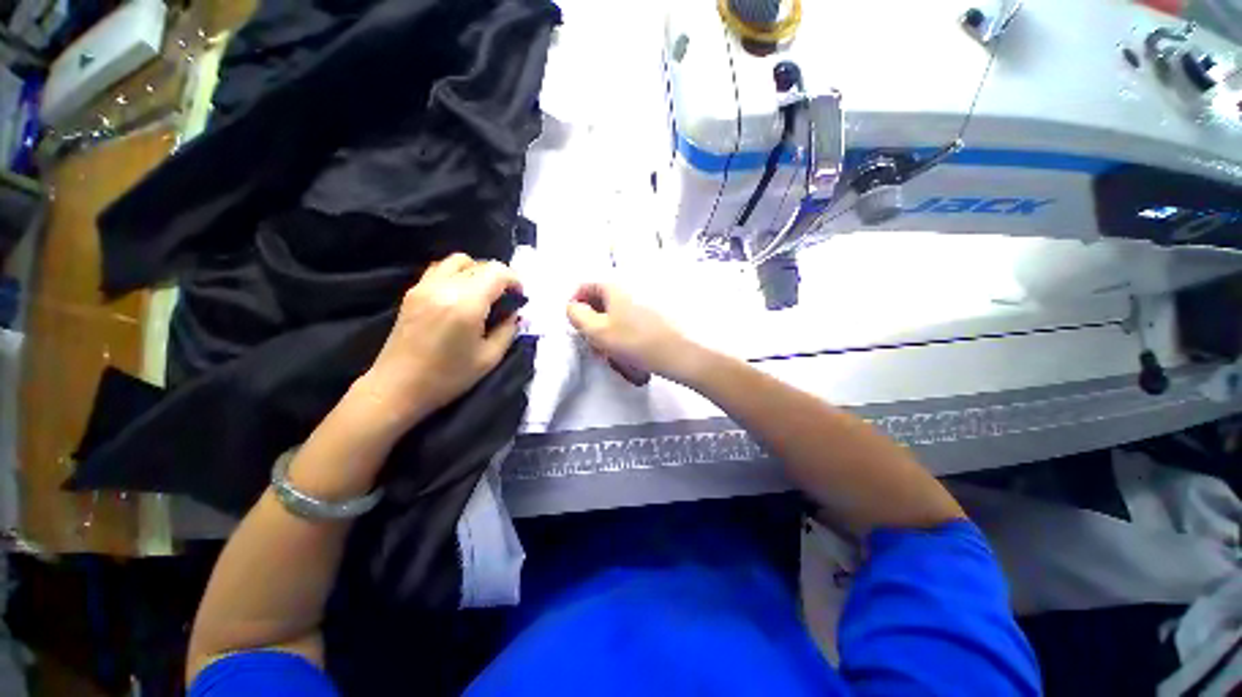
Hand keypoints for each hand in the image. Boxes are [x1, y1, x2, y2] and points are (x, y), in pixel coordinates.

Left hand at [353, 253, 520, 432]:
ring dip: (477, 271)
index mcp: (466, 303)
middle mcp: (444, 287)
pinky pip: (440, 269)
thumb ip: (508, 330)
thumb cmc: (448, 377)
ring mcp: (425, 286)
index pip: (497, 272)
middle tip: (506, 299)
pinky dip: (457, 273)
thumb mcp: (489, 358)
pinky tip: (461, 296)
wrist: (397, 387)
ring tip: (483, 294)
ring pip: (458, 260)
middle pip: (480, 264)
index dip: (515, 280)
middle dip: (499, 277)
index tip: (520, 298)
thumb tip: (515, 313)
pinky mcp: (413, 291)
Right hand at [566, 283, 701, 383]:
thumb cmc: (637, 341)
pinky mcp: (664, 306)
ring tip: (615, 351)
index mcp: (615, 282)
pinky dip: (629, 327)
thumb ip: (577, 316)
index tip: (577, 328)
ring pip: (620, 309)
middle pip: (603, 298)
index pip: (584, 286)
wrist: (685, 353)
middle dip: (595, 320)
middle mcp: (633, 281)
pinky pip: (637, 314)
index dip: (575, 306)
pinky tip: (633, 347)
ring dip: (612, 327)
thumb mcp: (598, 332)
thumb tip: (573, 306)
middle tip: (596, 344)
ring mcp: (651, 292)